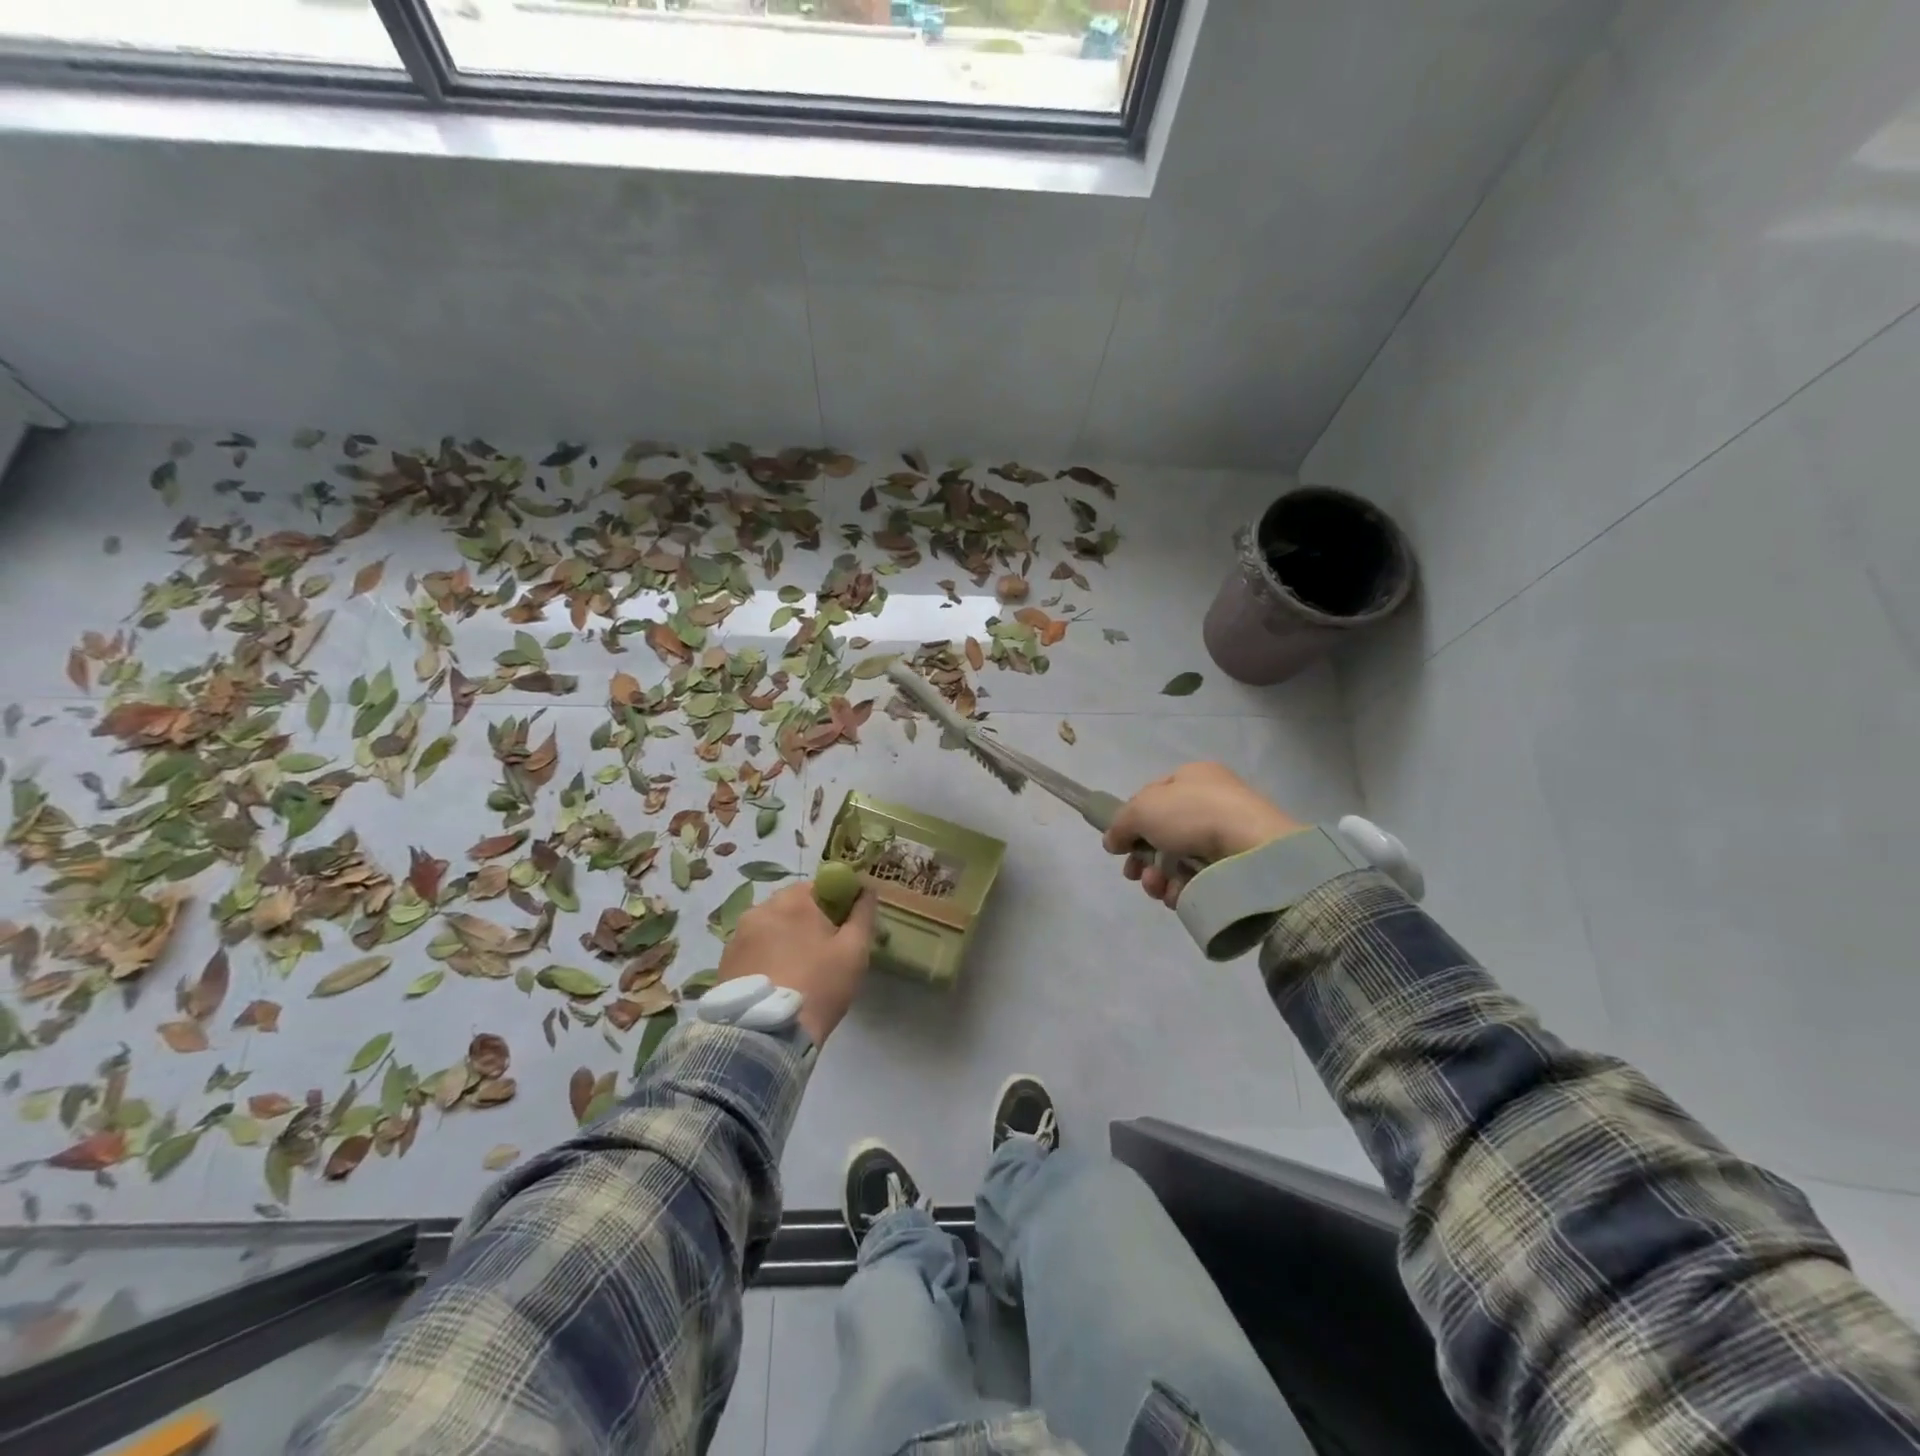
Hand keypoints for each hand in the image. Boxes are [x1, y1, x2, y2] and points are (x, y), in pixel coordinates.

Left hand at [715, 880, 876, 1045]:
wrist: (767, 1035)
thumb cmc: (819, 986)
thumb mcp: (855, 950)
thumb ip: (863, 914)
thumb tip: (867, 889)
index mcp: (793, 900)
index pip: (819, 886)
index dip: (834, 903)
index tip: (843, 928)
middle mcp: (761, 909)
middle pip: (792, 905)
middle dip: (808, 921)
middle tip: (823, 952)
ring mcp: (738, 935)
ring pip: (771, 927)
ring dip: (784, 939)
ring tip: (797, 971)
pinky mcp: (724, 961)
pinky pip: (753, 948)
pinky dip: (766, 957)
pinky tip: (776, 981)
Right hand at [1102, 763, 1303, 908]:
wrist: (1250, 849)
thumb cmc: (1192, 814)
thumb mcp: (1142, 809)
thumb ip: (1119, 824)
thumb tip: (1111, 841)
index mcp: (1194, 777)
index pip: (1153, 796)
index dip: (1132, 819)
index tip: (1120, 842)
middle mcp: (1211, 802)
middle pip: (1162, 833)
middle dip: (1142, 857)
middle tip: (1133, 874)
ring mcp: (1225, 835)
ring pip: (1177, 859)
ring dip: (1157, 876)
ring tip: (1156, 887)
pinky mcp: (1235, 866)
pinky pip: (1198, 879)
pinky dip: (1181, 889)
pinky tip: (1176, 895)